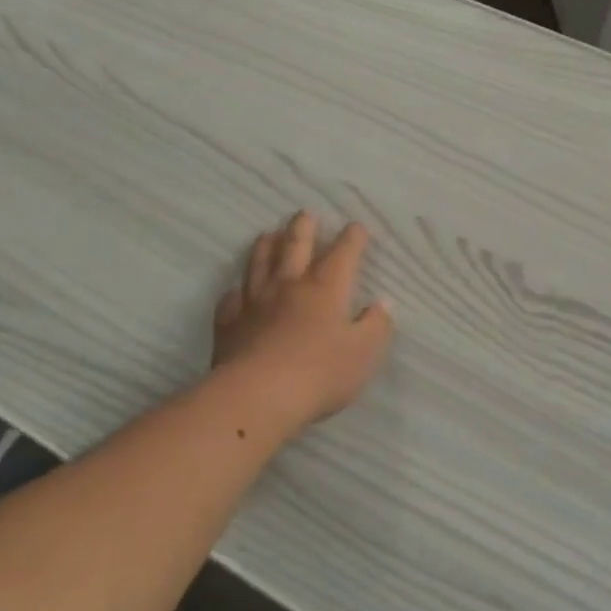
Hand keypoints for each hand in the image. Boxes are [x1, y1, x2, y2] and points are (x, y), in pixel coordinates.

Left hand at [211, 211, 394, 434]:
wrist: (258, 396)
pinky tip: (237, 292)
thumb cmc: (320, 373)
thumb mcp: (364, 353)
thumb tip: (381, 305)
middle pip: (295, 246)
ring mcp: (255, 303)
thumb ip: (376, 326)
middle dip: (303, 228)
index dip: (352, 238)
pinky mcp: (230, 325)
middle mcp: (289, 285)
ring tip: (268, 234)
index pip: (343, 253)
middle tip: (305, 213)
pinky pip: (231, 300)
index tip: (356, 227)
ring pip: (259, 264)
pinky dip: (236, 292)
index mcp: (326, 288)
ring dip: (266, 246)